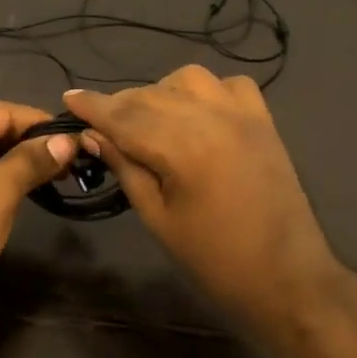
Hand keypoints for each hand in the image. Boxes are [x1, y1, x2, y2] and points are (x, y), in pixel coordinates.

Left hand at [0, 100, 74, 344]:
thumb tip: (67, 140)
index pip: (1, 111)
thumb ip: (34, 159)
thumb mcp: (0, 190)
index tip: (79, 141)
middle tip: (72, 165)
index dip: (41, 126)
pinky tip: (23, 193)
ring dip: (15, 165)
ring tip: (55, 179)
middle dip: (29, 146)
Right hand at [64, 68, 341, 328]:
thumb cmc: (215, 260)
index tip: (68, 98)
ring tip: (150, 120)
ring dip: (160, 92)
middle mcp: (212, 118)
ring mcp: (243, 115)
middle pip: (151, 95)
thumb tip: (93, 136)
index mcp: (183, 148)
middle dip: (120, 105)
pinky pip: (230, 84)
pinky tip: (197, 113)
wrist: (288, 278)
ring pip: (188, 79)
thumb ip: (125, 168)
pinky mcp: (264, 121)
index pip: (125, 117)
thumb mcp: (157, 218)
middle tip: (100, 125)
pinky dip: (206, 91)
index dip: (93, 106)